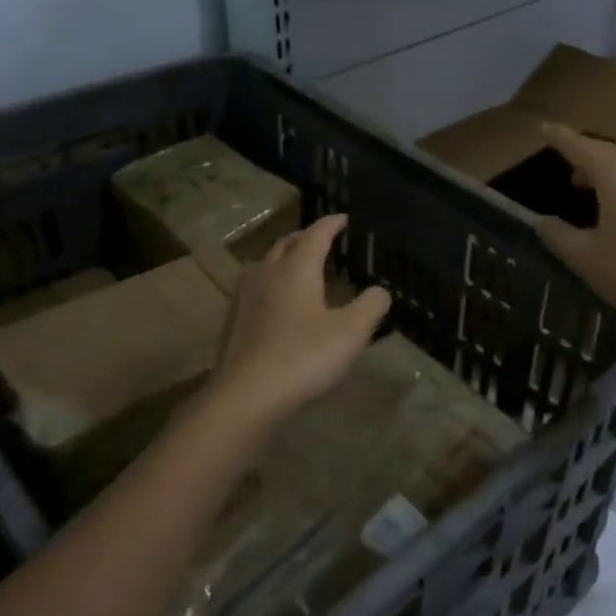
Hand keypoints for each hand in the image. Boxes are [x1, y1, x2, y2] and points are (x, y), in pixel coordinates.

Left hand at [212, 214, 390, 423]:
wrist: (245, 397)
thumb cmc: (303, 357)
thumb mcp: (351, 332)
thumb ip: (371, 306)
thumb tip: (380, 291)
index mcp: (297, 268)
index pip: (316, 235)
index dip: (332, 224)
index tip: (344, 218)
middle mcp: (267, 272)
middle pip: (287, 244)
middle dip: (306, 238)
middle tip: (325, 240)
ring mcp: (245, 296)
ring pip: (267, 264)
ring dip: (286, 259)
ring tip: (304, 268)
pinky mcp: (234, 320)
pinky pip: (258, 287)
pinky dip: (274, 283)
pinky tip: (281, 303)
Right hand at [533, 124, 615, 335]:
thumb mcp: (584, 257)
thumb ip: (558, 234)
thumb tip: (543, 221)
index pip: (581, 147)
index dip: (560, 138)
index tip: (544, 128)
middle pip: (608, 155)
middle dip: (584, 157)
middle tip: (564, 164)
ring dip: (606, 173)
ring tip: (586, 188)